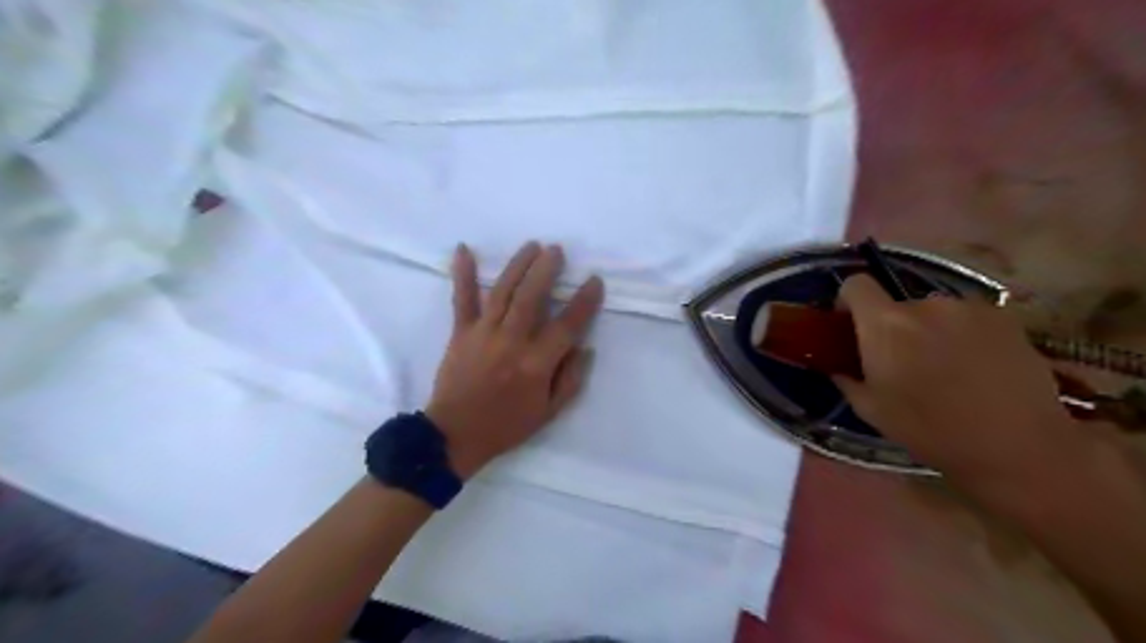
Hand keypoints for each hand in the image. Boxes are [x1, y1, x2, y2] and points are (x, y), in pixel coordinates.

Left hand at [424, 243, 603, 480]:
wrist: (455, 435)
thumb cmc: (507, 425)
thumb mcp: (549, 412)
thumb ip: (571, 379)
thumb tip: (584, 346)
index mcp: (536, 364)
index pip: (567, 325)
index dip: (584, 302)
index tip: (594, 281)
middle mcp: (511, 342)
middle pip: (531, 297)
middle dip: (546, 270)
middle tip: (557, 250)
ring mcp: (483, 333)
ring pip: (503, 291)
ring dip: (518, 265)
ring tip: (532, 245)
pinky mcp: (460, 332)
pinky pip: (461, 299)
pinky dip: (461, 273)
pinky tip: (464, 249)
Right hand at [834, 275, 1084, 484]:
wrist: (1019, 446)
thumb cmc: (931, 430)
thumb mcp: (871, 410)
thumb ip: (847, 379)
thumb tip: (839, 367)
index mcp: (885, 324)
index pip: (855, 284)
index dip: (848, 301)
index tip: (851, 327)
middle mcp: (925, 304)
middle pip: (896, 304)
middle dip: (894, 327)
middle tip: (903, 362)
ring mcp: (969, 308)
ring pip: (934, 312)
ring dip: (930, 331)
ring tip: (945, 368)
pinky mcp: (1005, 317)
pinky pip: (968, 318)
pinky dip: (963, 334)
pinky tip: (977, 367)